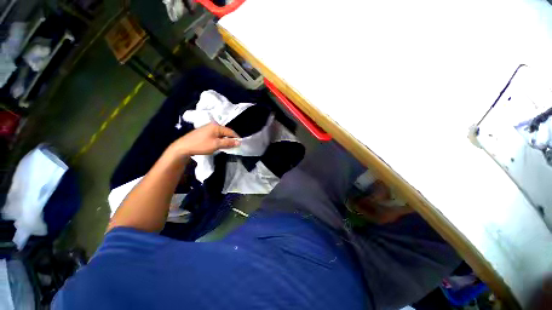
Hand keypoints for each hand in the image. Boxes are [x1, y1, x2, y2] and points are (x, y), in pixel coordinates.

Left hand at [170, 123, 239, 156]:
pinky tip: (219, 145)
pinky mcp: (205, 132)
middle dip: (230, 139)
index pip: (230, 131)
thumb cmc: (201, 145)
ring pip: (221, 134)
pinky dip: (220, 140)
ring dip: (225, 140)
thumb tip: (239, 142)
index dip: (236, 138)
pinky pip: (216, 135)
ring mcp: (208, 128)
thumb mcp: (216, 144)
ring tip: (227, 147)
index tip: (240, 145)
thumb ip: (228, 142)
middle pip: (226, 132)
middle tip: (233, 147)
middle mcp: (213, 125)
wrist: (183, 147)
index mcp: (217, 126)